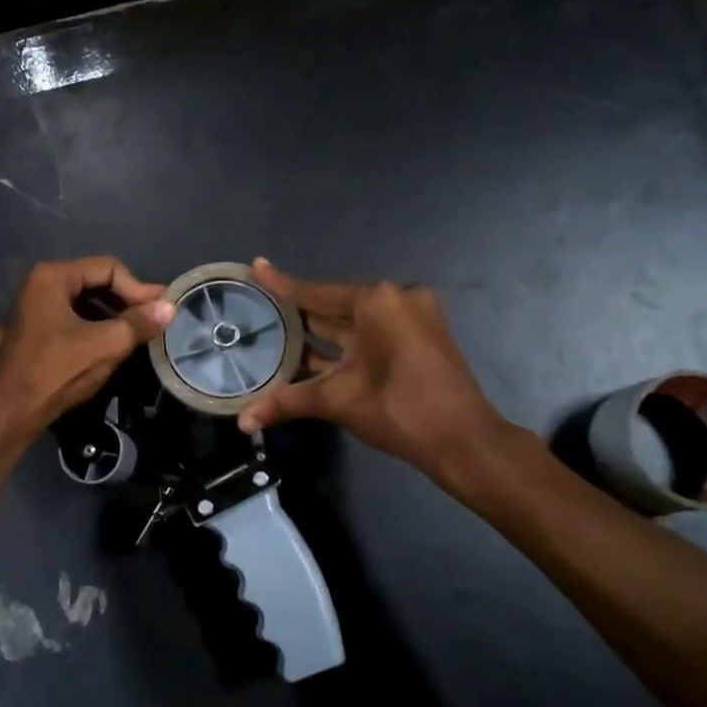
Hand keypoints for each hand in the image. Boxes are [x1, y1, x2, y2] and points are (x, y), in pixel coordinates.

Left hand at [0, 257, 172, 433]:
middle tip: (152, 321)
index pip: (109, 268)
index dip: (138, 289)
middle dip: (125, 301)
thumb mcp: (105, 346)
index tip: (160, 311)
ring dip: (110, 316)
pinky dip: (91, 327)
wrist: (9, 412)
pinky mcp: (32, 331)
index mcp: (53, 277)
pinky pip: (69, 320)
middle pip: (95, 282)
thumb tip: (170, 307)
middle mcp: (39, 284)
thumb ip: (139, 323)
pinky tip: (107, 345)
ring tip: (135, 335)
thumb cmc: (57, 372)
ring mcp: (32, 308)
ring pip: (82, 303)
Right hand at [237, 258, 510, 476]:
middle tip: (258, 308)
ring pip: (352, 323)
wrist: (464, 441)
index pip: (316, 293)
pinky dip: (342, 345)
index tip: (256, 265)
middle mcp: (395, 299)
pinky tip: (309, 355)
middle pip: (334, 306)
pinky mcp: (418, 338)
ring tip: (275, 331)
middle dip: (298, 313)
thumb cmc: (401, 410)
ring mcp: (411, 318)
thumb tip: (242, 421)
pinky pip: (370, 334)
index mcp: (377, 302)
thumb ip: (288, 402)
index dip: (282, 284)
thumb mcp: (339, 401)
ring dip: (319, 333)